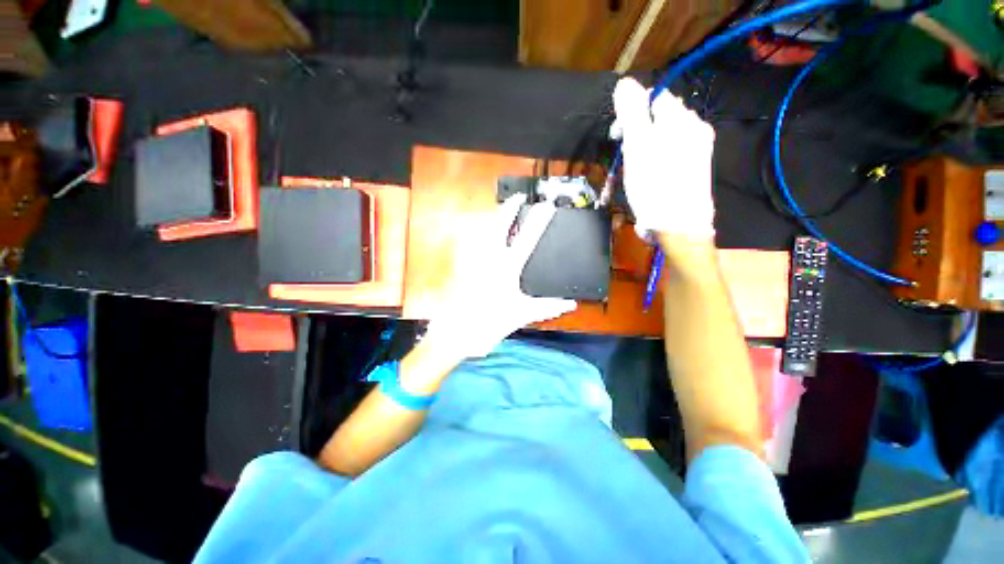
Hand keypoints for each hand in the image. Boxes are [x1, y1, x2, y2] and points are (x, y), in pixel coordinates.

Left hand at [426, 194, 576, 358]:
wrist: (454, 332)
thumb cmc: (488, 323)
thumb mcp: (521, 315)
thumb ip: (547, 307)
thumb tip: (571, 304)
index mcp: (507, 267)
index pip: (527, 238)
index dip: (539, 220)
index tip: (547, 206)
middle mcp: (488, 257)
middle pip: (499, 223)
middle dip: (510, 206)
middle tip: (518, 197)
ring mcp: (471, 258)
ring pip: (480, 228)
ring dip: (492, 217)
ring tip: (501, 214)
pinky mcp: (459, 264)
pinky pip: (468, 240)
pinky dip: (475, 232)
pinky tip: (479, 235)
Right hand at [611, 77, 715, 239]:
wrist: (678, 224)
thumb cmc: (654, 185)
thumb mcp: (637, 147)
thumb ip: (631, 113)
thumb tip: (624, 83)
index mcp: (680, 119)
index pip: (653, 98)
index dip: (632, 114)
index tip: (619, 137)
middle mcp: (694, 126)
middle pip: (660, 116)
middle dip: (640, 130)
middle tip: (627, 155)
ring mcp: (698, 146)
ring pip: (666, 134)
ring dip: (648, 145)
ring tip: (638, 167)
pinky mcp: (696, 165)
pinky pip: (673, 150)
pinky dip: (659, 157)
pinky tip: (653, 174)